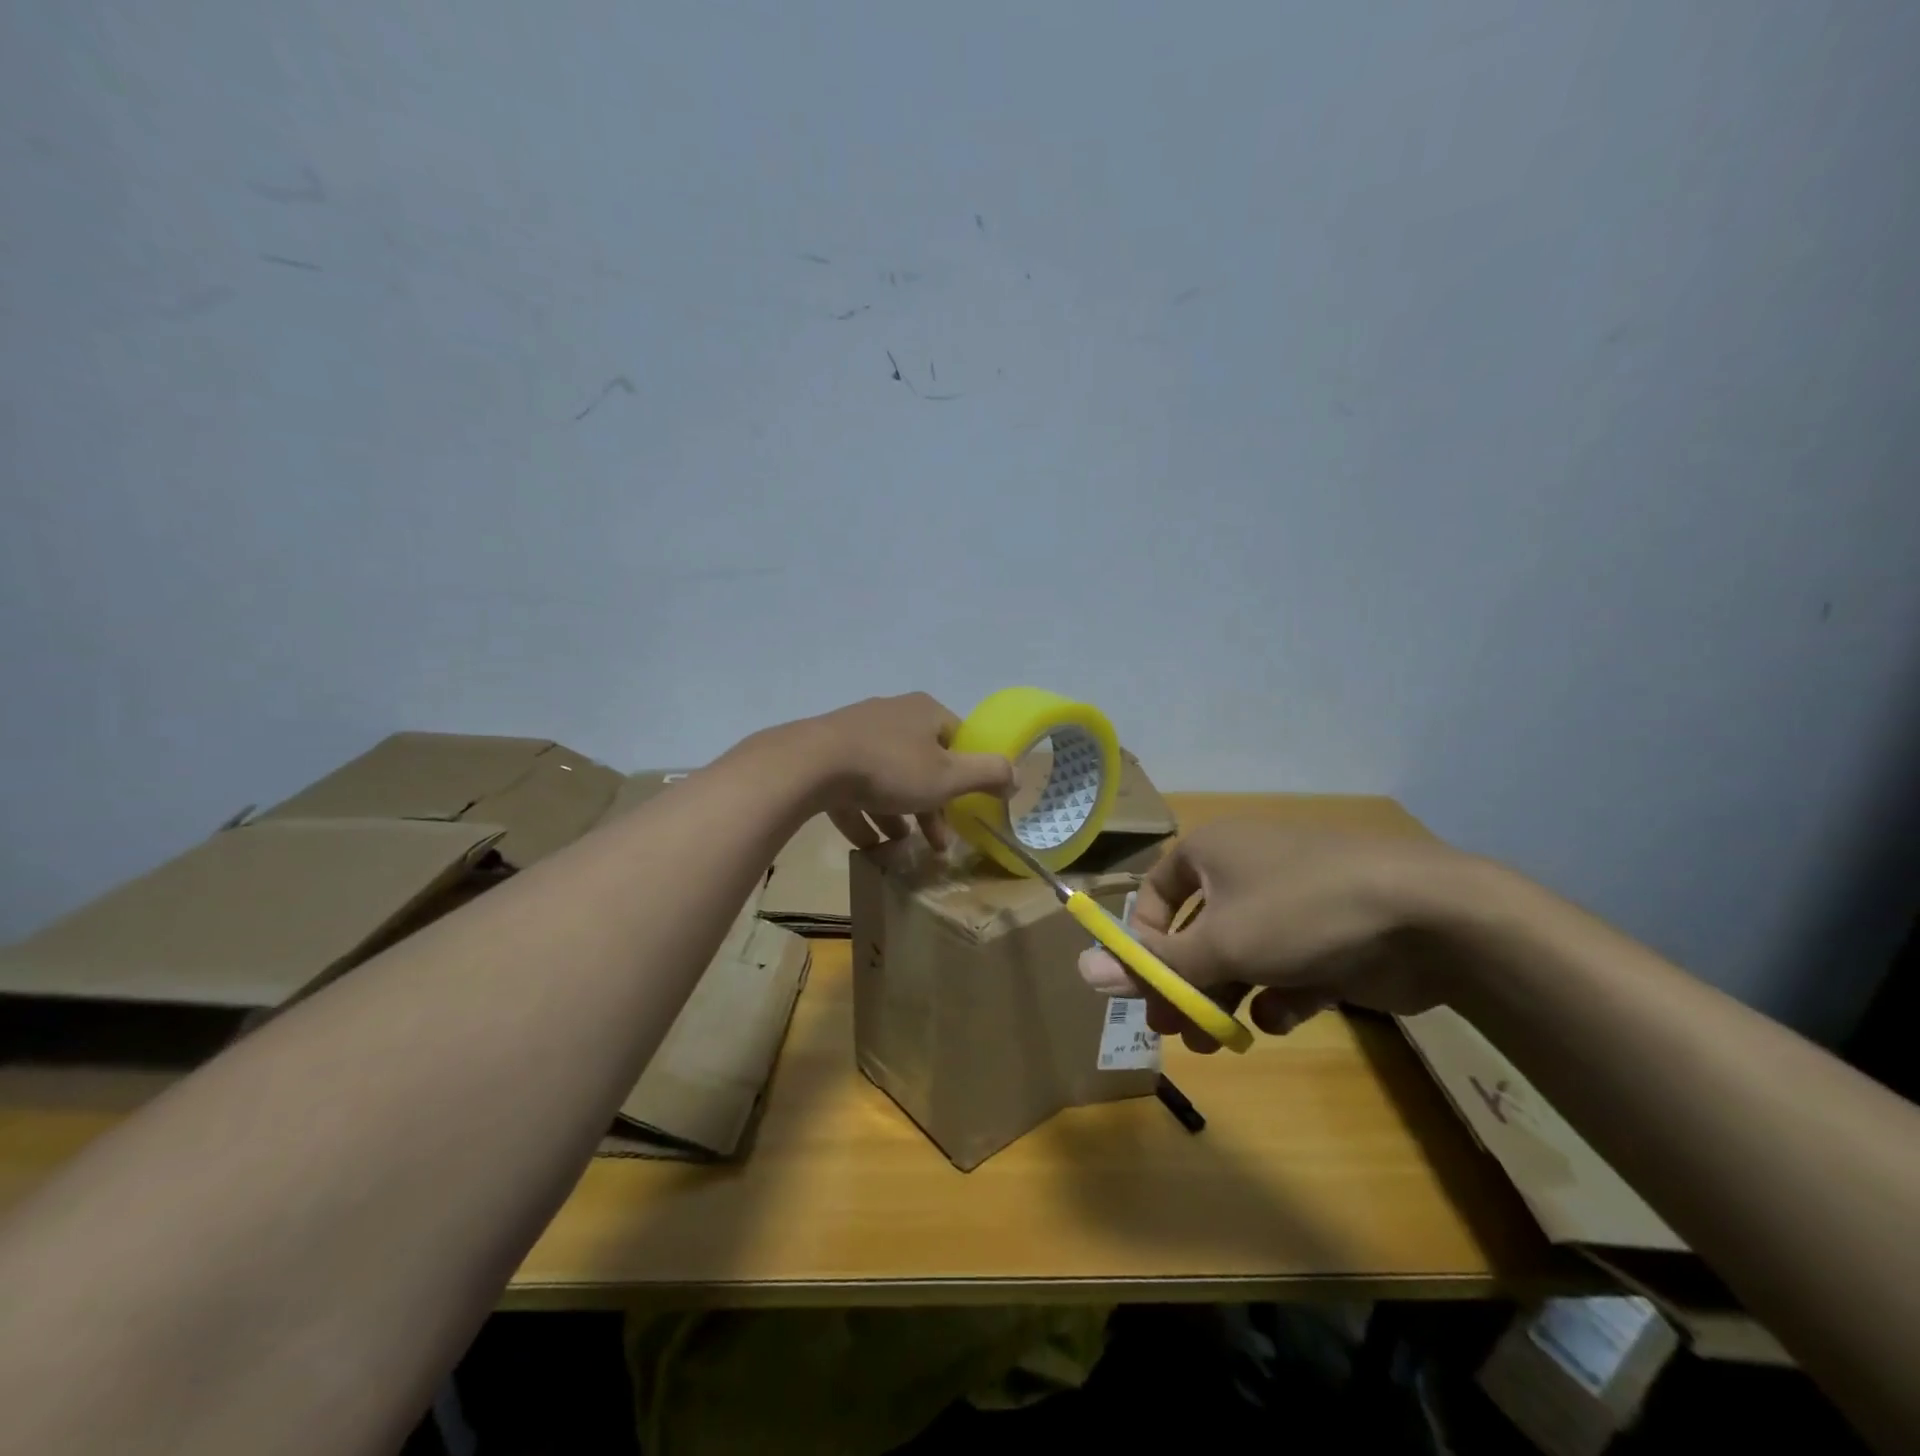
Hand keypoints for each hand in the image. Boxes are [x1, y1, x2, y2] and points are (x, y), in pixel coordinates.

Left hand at [798, 693, 1014, 850]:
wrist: (811, 764)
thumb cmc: (891, 768)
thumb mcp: (949, 776)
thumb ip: (989, 774)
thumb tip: (1018, 775)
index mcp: (924, 711)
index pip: (957, 739)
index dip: (966, 774)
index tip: (965, 807)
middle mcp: (892, 714)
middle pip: (922, 763)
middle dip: (932, 806)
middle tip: (937, 842)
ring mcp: (854, 733)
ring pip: (887, 778)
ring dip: (898, 813)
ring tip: (902, 846)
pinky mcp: (826, 755)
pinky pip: (852, 788)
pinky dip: (863, 814)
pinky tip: (867, 843)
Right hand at [1077, 820, 1477, 1050]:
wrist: (1428, 916)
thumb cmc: (1300, 911)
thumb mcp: (1218, 943)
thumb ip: (1154, 965)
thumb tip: (1082, 972)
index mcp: (1212, 851)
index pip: (1157, 893)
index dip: (1144, 940)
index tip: (1143, 986)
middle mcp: (1247, 870)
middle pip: (1198, 931)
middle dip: (1185, 984)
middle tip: (1174, 1031)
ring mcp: (1293, 903)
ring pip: (1242, 955)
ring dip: (1225, 998)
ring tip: (1217, 1043)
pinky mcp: (1330, 936)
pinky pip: (1287, 967)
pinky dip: (1279, 995)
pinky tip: (1282, 1017)